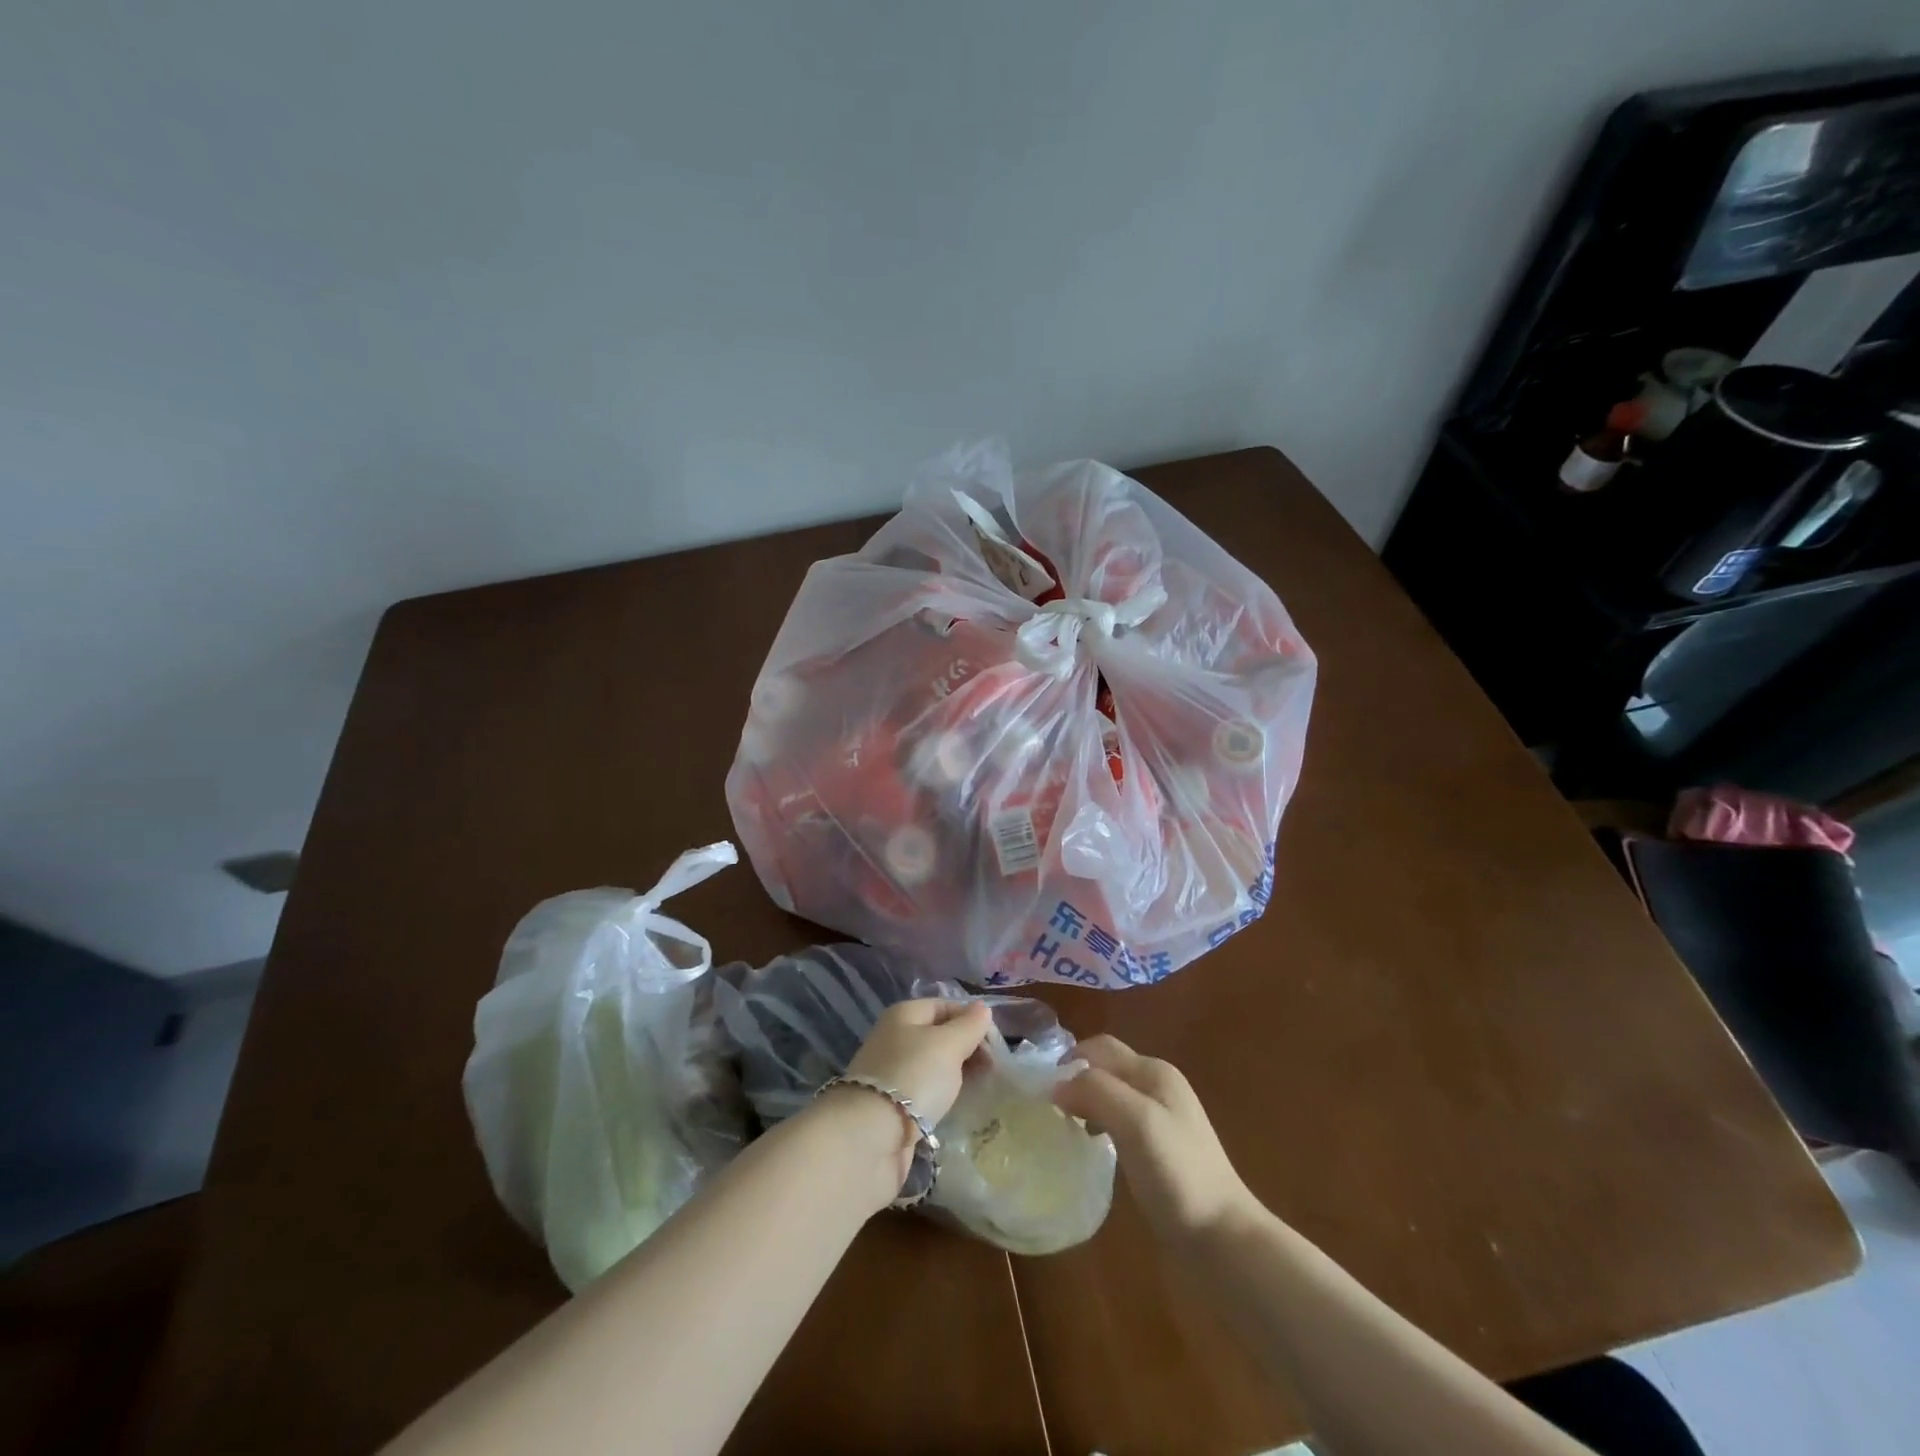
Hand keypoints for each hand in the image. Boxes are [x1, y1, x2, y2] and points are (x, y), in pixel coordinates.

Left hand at [846, 998, 992, 1124]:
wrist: (870, 1136)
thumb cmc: (913, 1076)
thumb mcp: (948, 1044)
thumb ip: (969, 1026)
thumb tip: (983, 1009)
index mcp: (904, 1014)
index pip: (946, 1006)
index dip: (972, 1020)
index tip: (997, 1044)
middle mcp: (895, 1038)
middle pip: (939, 1035)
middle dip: (967, 1048)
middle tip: (993, 1068)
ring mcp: (891, 1072)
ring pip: (933, 1065)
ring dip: (957, 1073)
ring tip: (981, 1087)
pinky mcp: (891, 1105)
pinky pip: (925, 1091)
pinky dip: (942, 1095)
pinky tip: (956, 1105)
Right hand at [1053, 1034, 1252, 1242]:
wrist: (1222, 1240)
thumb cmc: (1177, 1174)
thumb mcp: (1134, 1121)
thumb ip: (1096, 1091)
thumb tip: (1056, 1085)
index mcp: (1154, 1072)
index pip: (1101, 1048)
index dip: (1070, 1061)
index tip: (1042, 1091)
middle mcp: (1159, 1087)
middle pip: (1107, 1068)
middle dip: (1077, 1080)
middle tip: (1049, 1108)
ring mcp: (1163, 1120)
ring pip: (1112, 1095)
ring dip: (1087, 1103)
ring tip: (1066, 1127)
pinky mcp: (1161, 1151)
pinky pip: (1120, 1123)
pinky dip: (1100, 1125)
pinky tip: (1094, 1148)